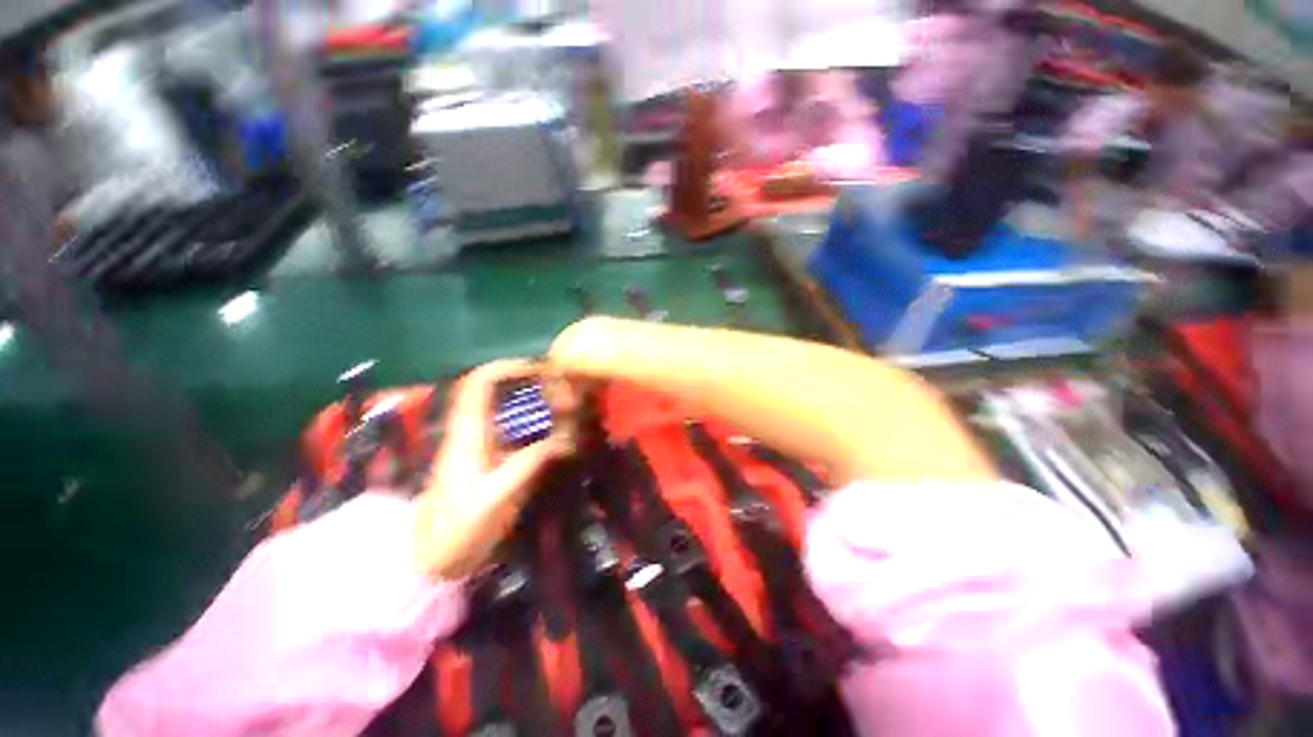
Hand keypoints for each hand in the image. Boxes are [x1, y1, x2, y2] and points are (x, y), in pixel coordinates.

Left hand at [413, 359, 570, 578]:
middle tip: (560, 389)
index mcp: (468, 433)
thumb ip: (529, 464)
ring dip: (533, 398)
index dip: (509, 367)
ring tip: (563, 404)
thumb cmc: (459, 528)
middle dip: (527, 381)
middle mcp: (473, 430)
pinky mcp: (489, 456)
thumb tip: (566, 439)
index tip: (542, 370)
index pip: (480, 383)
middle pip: (495, 388)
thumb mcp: (497, 497)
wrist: (435, 559)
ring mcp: (481, 442)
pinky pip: (513, 426)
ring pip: (505, 405)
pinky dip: (534, 419)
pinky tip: (555, 430)